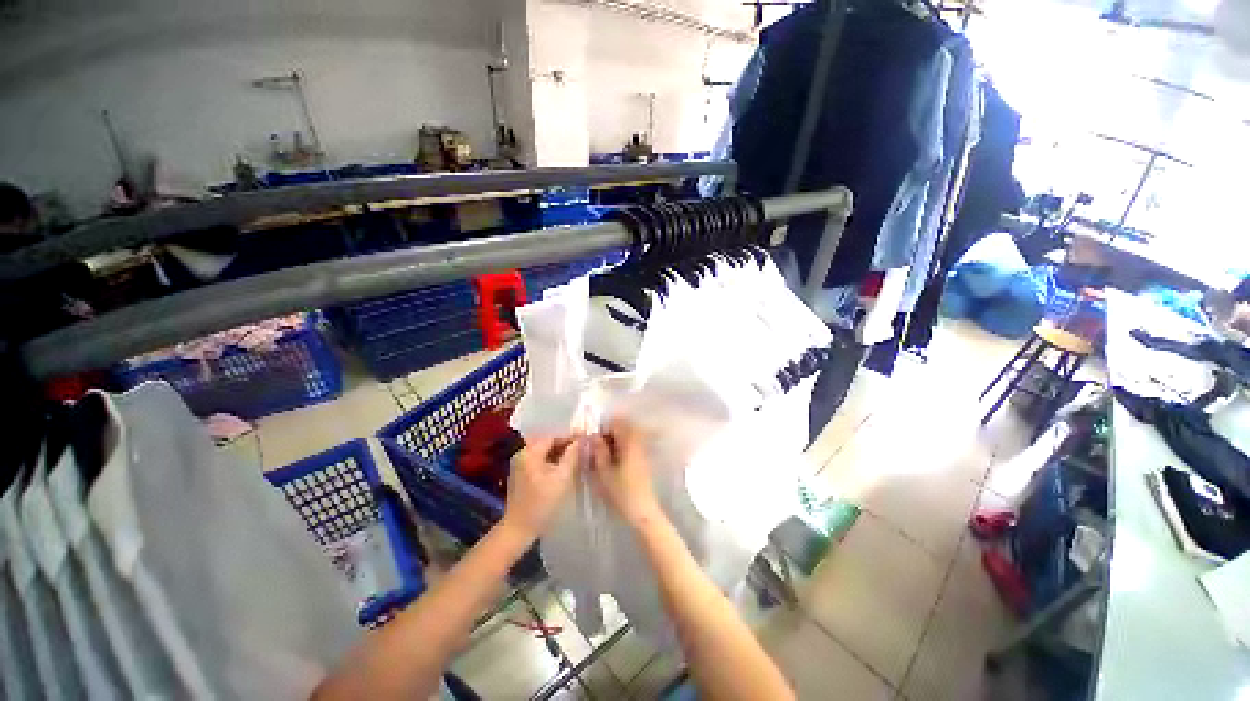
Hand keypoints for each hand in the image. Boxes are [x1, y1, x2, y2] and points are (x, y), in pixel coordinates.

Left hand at [501, 436, 580, 539]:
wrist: (519, 529)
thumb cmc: (542, 503)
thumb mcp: (562, 478)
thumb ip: (572, 455)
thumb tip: (581, 439)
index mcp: (529, 452)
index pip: (553, 436)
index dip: (570, 437)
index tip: (585, 439)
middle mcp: (522, 454)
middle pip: (547, 442)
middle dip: (565, 444)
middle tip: (582, 448)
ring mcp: (520, 464)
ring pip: (544, 451)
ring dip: (559, 452)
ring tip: (576, 456)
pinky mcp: (521, 474)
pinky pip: (540, 460)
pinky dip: (552, 460)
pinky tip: (563, 466)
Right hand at [589, 419, 662, 528]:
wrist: (642, 511)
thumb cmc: (621, 491)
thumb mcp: (603, 471)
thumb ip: (598, 450)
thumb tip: (593, 436)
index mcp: (629, 440)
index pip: (616, 422)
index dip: (603, 428)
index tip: (593, 440)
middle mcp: (638, 440)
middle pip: (622, 428)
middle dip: (608, 435)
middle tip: (596, 450)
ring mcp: (643, 449)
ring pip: (626, 437)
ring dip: (614, 443)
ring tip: (602, 458)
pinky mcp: (644, 459)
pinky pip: (631, 446)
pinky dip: (621, 450)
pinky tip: (612, 464)